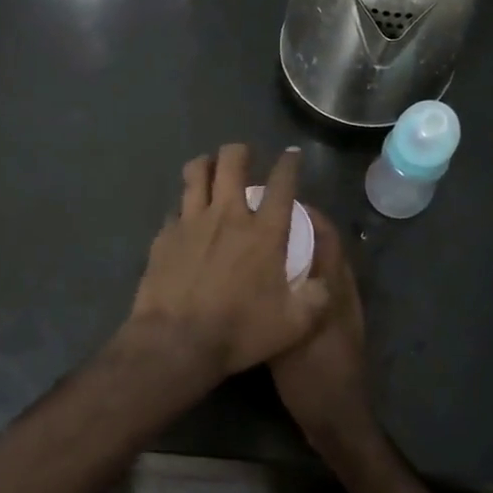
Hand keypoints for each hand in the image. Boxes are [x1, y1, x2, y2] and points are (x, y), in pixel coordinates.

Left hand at [126, 144, 329, 381]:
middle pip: (231, 161)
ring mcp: (191, 221)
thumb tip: (326, 282)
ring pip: (196, 172)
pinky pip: (176, 206)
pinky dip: (185, 204)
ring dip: (206, 164)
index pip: (282, 184)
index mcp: (264, 232)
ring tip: (211, 168)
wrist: (176, 342)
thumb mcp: (295, 324)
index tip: (291, 154)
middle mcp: (228, 215)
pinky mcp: (165, 234)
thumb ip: (318, 298)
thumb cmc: (239, 331)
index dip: (289, 164)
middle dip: (240, 151)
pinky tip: (186, 215)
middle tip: (245, 157)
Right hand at [268, 206, 377, 455]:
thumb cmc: (313, 374)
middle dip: (297, 227)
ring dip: (295, 250)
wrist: (336, 417)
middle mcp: (338, 290)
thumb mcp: (292, 331)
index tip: (275, 201)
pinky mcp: (327, 325)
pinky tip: (267, 283)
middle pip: (322, 245)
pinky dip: (294, 275)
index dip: (306, 213)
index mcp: (334, 285)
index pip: (325, 234)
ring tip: (260, 244)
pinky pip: (311, 287)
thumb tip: (262, 258)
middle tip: (261, 219)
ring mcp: (335, 308)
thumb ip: (283, 295)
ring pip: (316, 266)